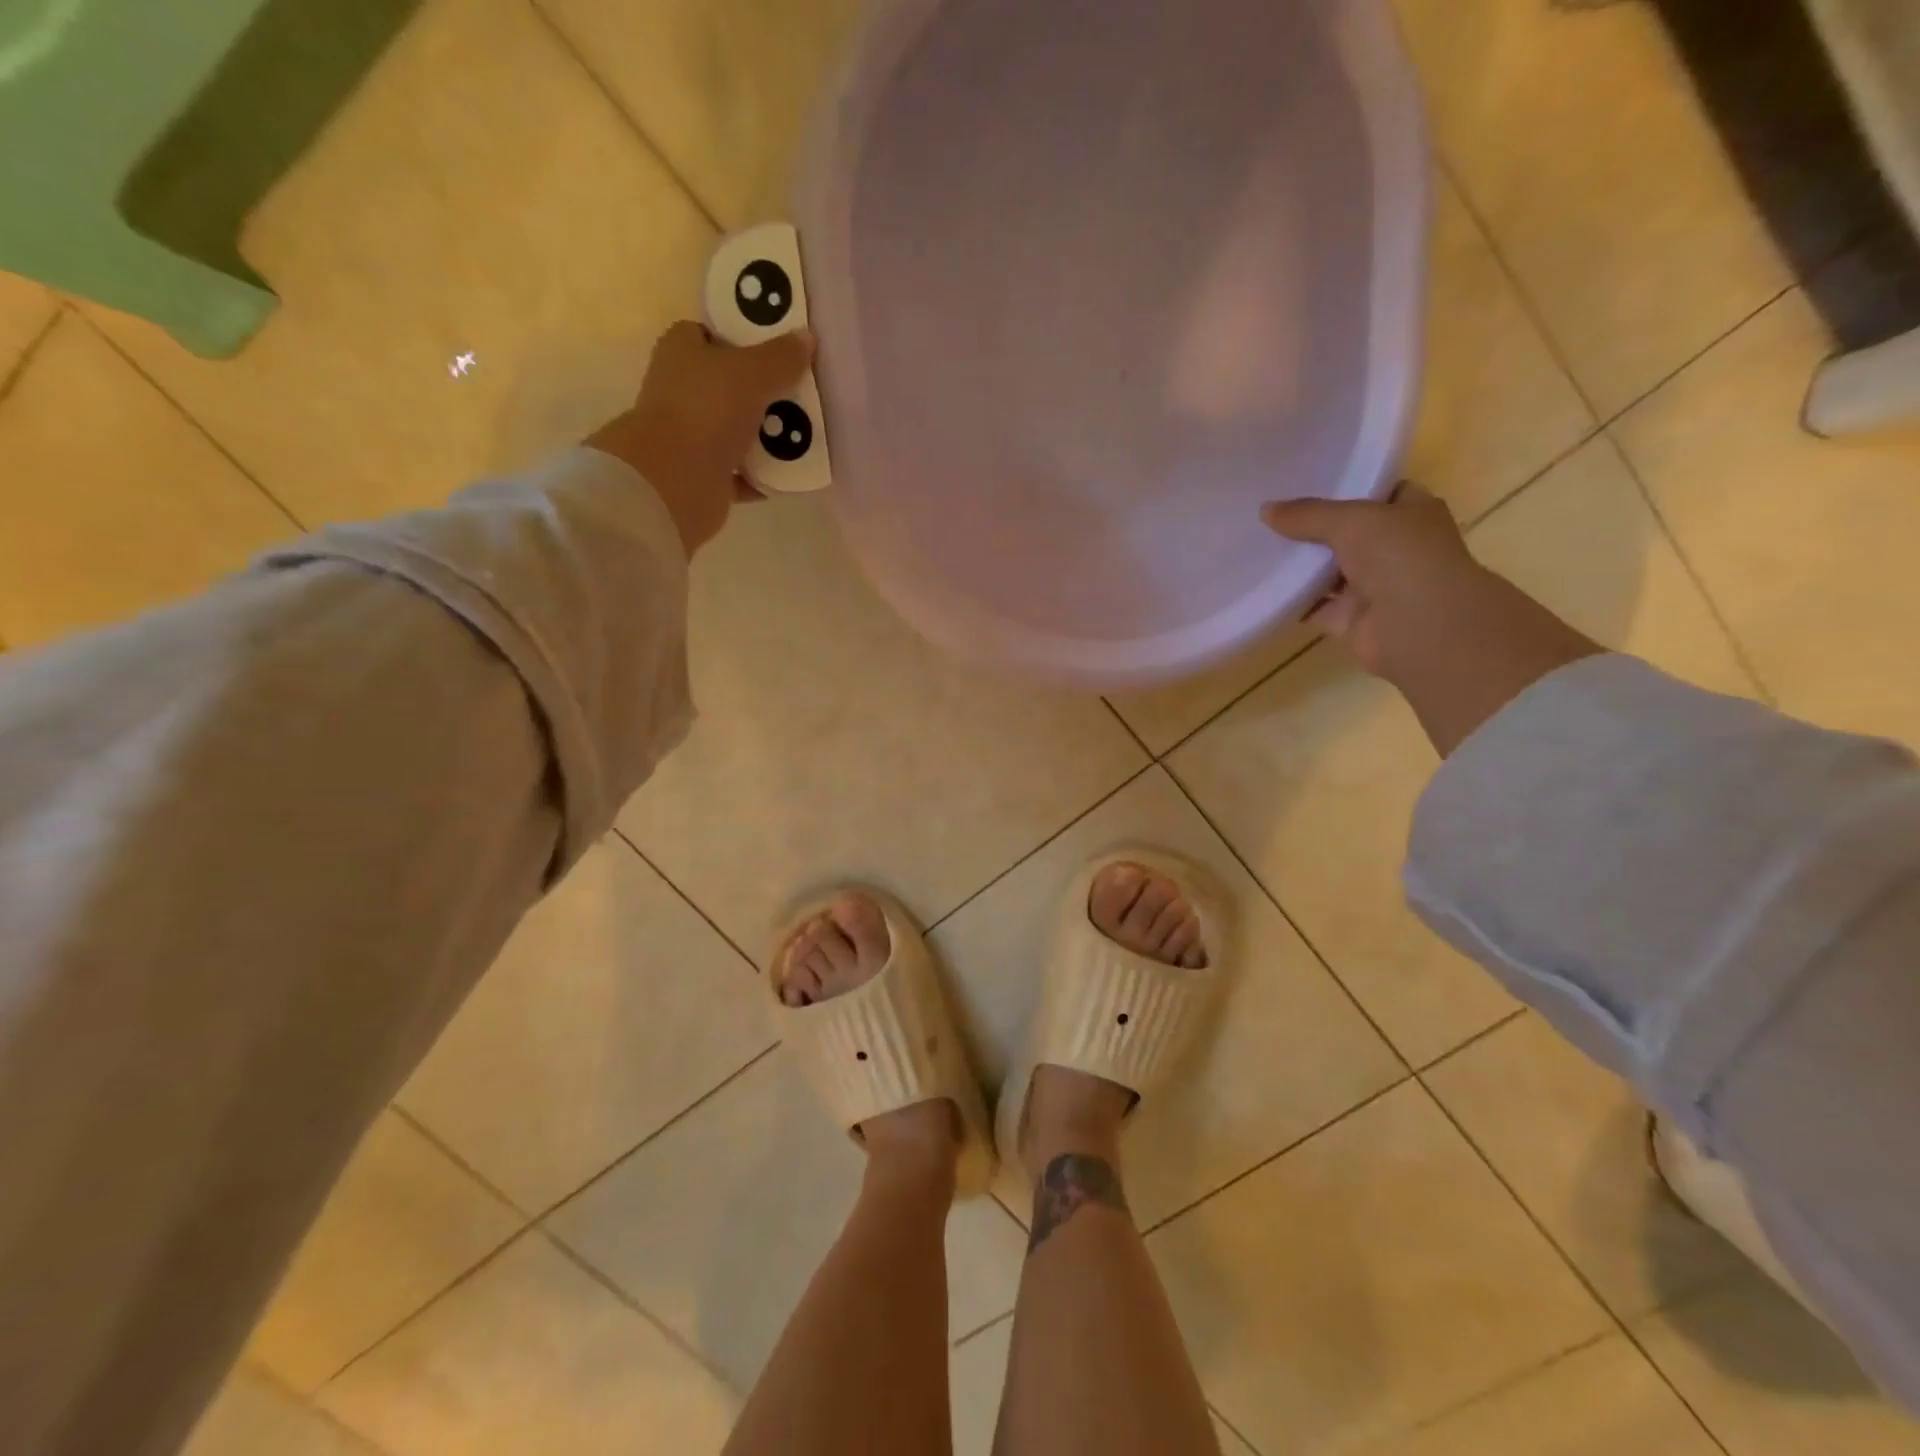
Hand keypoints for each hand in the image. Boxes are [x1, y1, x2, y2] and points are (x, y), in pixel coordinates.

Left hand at [587, 321, 815, 556]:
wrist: (675, 481)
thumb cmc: (707, 411)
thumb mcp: (752, 373)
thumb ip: (781, 357)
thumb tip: (806, 338)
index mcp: (682, 353)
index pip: (709, 335)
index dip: (741, 339)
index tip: (776, 350)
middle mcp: (682, 392)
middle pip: (728, 385)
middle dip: (763, 391)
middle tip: (801, 392)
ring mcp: (691, 436)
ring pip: (736, 430)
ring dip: (766, 436)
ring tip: (805, 433)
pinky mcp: (704, 475)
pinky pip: (742, 473)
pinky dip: (763, 475)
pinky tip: (791, 473)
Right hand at [1263, 484, 1601, 755]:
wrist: (1419, 627)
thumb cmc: (1400, 557)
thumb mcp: (1352, 521)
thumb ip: (1308, 515)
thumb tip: (1266, 510)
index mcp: (1411, 514)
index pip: (1379, 492)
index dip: (1347, 486)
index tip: (1306, 481)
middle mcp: (1395, 548)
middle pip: (1348, 533)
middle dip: (1313, 527)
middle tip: (1270, 515)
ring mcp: (1373, 586)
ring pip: (1329, 571)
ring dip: (1299, 566)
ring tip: (1257, 547)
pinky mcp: (1350, 618)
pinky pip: (1314, 607)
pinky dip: (1292, 602)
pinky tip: (1262, 588)